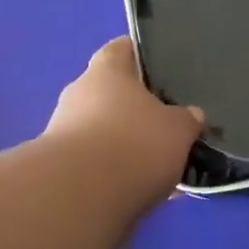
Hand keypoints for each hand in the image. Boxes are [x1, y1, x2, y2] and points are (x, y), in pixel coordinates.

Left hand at [45, 38, 204, 204]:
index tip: (162, 67)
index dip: (141, 55)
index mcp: (106, 71)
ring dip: (124, 144)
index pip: (122, 49)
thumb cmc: (133, 144)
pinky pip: (94, 163)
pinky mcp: (57, 169)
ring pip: (102, 131)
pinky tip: (138, 192)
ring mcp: (62, 131)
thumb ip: (186, 120)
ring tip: (157, 167)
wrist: (79, 199)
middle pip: (111, 93)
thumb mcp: (178, 130)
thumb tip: (191, 115)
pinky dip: (113, 173)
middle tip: (166, 125)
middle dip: (136, 109)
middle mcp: (79, 93)